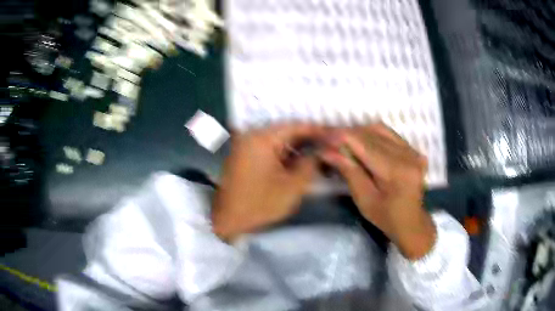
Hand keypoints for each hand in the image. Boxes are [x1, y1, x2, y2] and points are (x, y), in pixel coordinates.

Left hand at [212, 124, 322, 241]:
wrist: (228, 221)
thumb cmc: (259, 204)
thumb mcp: (292, 186)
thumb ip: (311, 163)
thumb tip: (325, 149)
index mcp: (261, 138)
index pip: (296, 126)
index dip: (319, 131)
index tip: (337, 135)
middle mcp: (252, 135)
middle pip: (288, 131)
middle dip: (311, 139)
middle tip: (331, 145)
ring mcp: (247, 145)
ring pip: (280, 140)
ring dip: (299, 147)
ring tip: (321, 153)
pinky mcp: (246, 155)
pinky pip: (271, 148)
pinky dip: (287, 154)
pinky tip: (301, 160)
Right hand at [320, 124, 435, 259]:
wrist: (412, 222)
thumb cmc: (386, 217)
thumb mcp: (364, 199)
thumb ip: (349, 171)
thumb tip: (326, 151)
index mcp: (395, 171)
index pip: (363, 143)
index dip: (340, 136)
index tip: (321, 135)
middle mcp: (407, 155)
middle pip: (371, 133)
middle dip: (346, 134)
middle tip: (328, 139)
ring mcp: (412, 150)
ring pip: (379, 129)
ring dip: (358, 133)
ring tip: (344, 142)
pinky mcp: (413, 150)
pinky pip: (389, 134)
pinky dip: (371, 134)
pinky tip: (361, 143)